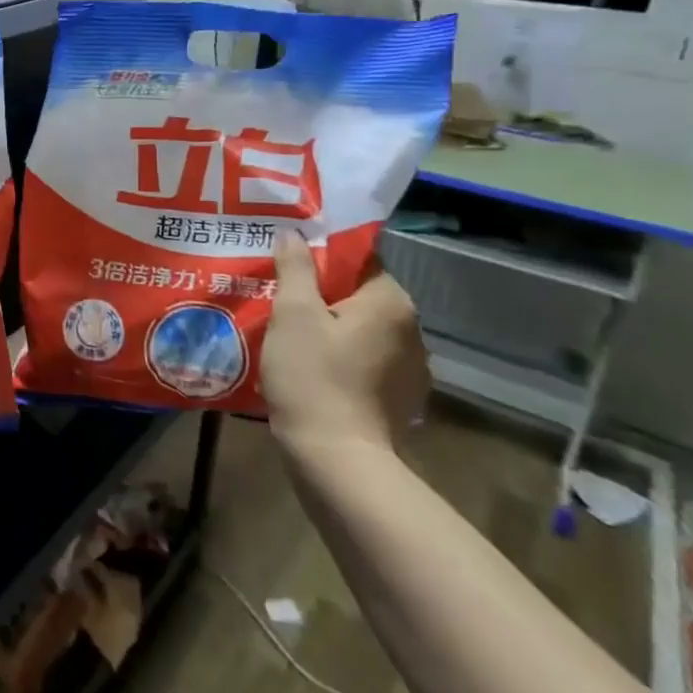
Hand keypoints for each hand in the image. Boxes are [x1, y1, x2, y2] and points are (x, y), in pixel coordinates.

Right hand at [262, 232, 428, 458]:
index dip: (321, 258)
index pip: (359, 261)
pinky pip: (367, 362)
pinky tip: (312, 368)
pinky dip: (343, 358)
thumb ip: (296, 268)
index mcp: (391, 302)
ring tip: (291, 333)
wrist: (336, 458)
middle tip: (280, 297)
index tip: (287, 264)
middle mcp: (412, 330)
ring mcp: (411, 369)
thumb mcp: (292, 313)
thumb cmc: (312, 375)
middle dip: (323, 295)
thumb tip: (295, 234)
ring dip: (333, 328)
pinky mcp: (400, 400)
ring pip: (363, 330)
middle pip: (360, 296)